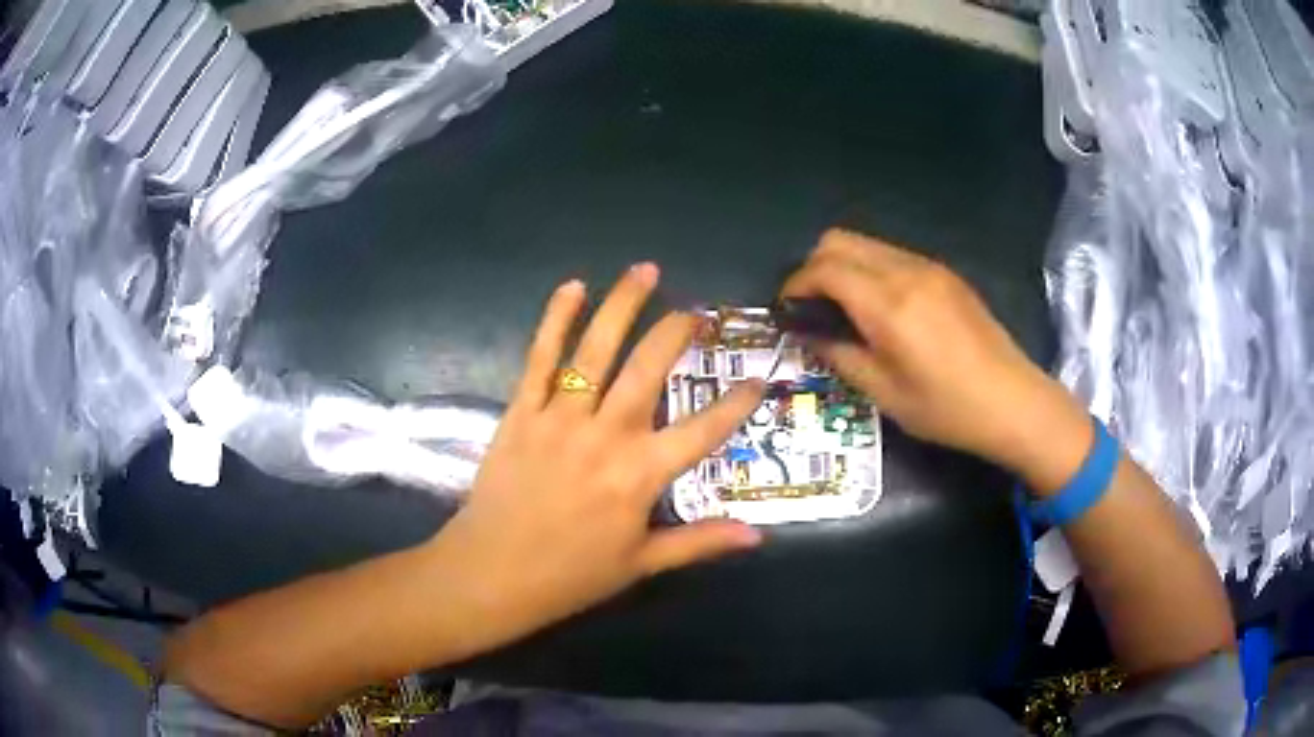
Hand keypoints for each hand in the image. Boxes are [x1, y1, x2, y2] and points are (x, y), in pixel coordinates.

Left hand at [426, 264, 764, 653]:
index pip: (703, 431)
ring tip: (645, 270)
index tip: (758, 379)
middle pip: (648, 369)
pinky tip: (573, 287)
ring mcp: (560, 418)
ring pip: (597, 350)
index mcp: (640, 475)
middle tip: (696, 311)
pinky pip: (540, 357)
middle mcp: (606, 436)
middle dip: (676, 332)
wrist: (492, 573)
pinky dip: (556, 319)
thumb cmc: (570, 575)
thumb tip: (757, 536)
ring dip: (623, 305)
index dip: (736, 404)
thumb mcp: (642, 565)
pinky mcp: (521, 412)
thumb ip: (700, 542)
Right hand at [782, 230, 1088, 477]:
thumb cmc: (946, 408)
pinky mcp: (946, 274)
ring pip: (867, 244)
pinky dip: (872, 270)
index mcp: (887, 303)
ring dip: (844, 266)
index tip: (787, 310)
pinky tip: (882, 309)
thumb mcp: (884, 393)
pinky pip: (893, 256)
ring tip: (845, 309)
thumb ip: (840, 356)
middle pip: (840, 240)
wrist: (1013, 401)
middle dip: (814, 267)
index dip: (796, 285)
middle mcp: (905, 271)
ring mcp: (929, 268)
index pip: (824, 268)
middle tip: (813, 307)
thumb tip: (811, 335)